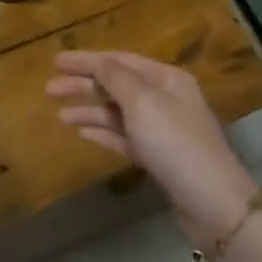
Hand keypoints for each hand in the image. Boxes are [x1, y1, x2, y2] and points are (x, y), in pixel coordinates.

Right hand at [49, 50, 260, 241]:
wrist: (212, 202)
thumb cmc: (175, 142)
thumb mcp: (142, 101)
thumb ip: (115, 77)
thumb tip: (98, 61)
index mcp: (165, 78)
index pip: (119, 60)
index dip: (86, 59)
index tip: (55, 61)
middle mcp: (165, 98)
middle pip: (116, 85)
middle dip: (83, 85)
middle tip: (49, 89)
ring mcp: (162, 129)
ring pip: (118, 112)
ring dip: (89, 110)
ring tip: (60, 114)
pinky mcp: (158, 157)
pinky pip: (124, 137)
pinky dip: (103, 132)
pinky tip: (82, 133)